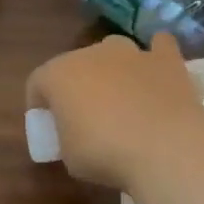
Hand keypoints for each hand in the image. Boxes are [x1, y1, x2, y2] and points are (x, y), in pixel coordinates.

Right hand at [25, 33, 203, 190]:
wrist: (165, 147)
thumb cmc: (105, 153)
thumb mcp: (69, 156)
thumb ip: (67, 136)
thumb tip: (78, 134)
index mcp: (58, 75)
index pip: (37, 83)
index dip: (38, 104)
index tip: (47, 126)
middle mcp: (91, 54)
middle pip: (76, 65)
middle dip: (78, 86)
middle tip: (85, 116)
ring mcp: (131, 53)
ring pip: (114, 52)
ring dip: (113, 70)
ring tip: (121, 98)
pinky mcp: (167, 59)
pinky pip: (159, 48)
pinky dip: (156, 57)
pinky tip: (157, 71)